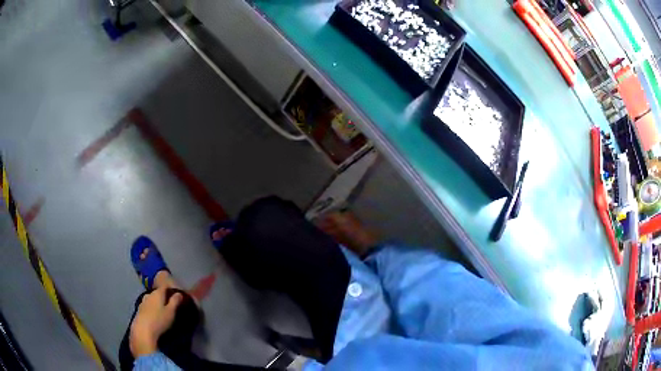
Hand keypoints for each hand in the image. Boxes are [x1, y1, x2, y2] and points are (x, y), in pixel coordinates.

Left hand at [129, 288, 182, 356]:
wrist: (143, 331)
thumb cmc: (159, 320)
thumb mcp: (171, 312)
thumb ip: (175, 301)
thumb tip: (179, 293)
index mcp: (157, 293)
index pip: (165, 286)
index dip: (171, 289)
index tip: (176, 294)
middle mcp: (149, 294)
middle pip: (158, 293)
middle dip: (164, 297)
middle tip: (170, 305)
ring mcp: (143, 302)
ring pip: (152, 299)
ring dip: (157, 303)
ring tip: (162, 311)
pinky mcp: (139, 310)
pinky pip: (148, 306)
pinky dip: (152, 309)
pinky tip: (155, 316)